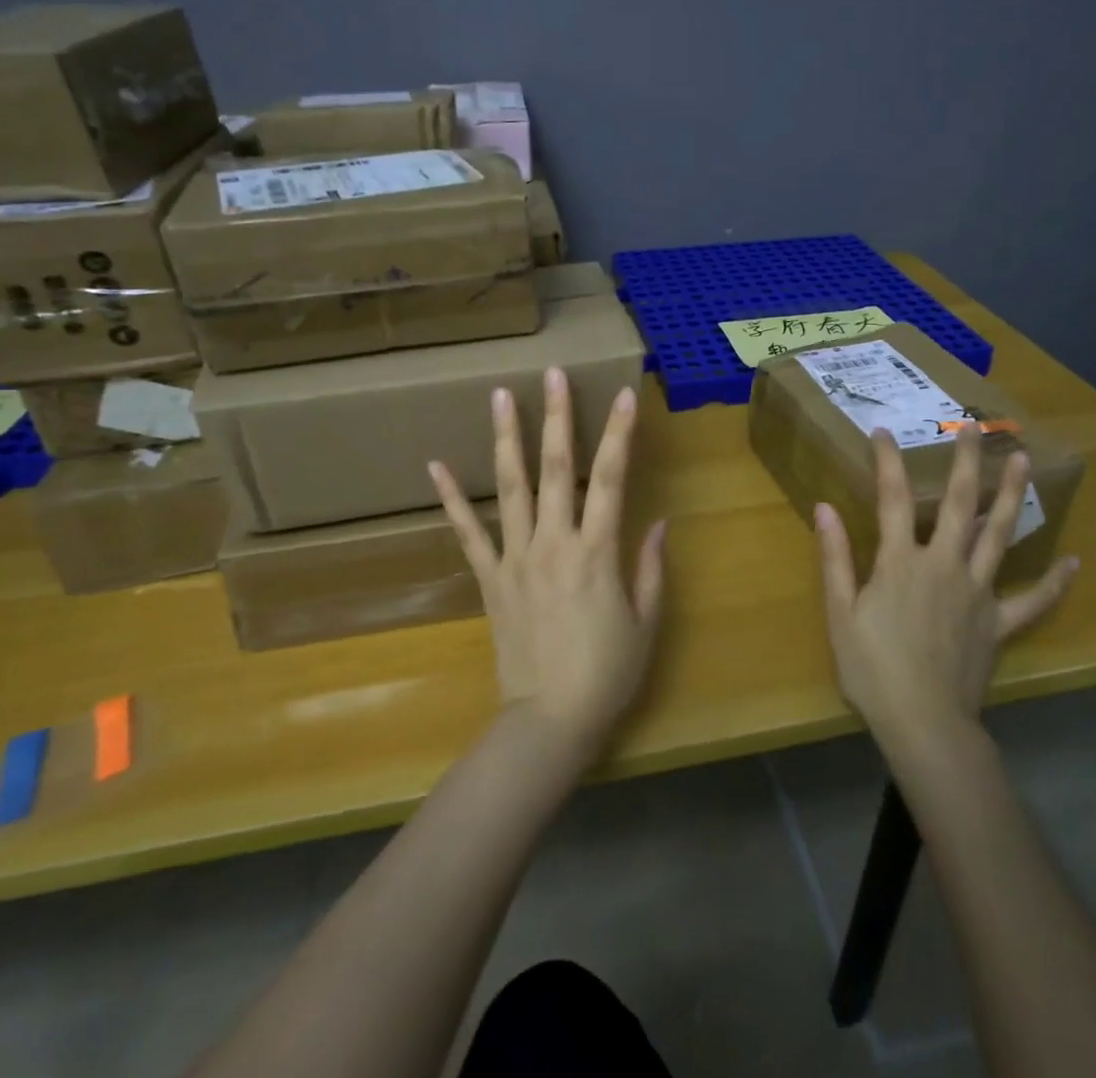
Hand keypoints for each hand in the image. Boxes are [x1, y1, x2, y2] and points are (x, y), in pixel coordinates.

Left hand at [429, 368, 666, 758]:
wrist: (549, 721)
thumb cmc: (607, 674)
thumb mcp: (646, 623)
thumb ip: (651, 568)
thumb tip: (659, 522)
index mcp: (597, 552)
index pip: (610, 479)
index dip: (618, 434)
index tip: (623, 395)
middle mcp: (554, 543)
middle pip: (556, 469)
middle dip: (557, 417)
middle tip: (552, 373)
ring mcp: (516, 558)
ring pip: (511, 488)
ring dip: (507, 439)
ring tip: (500, 396)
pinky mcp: (490, 578)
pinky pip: (468, 533)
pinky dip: (452, 499)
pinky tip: (435, 465)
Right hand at [815, 423, 1075, 751]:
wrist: (924, 723)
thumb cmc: (872, 667)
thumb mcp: (840, 612)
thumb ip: (835, 557)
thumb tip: (824, 507)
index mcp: (901, 562)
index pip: (893, 499)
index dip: (888, 462)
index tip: (883, 432)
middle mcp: (944, 565)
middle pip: (959, 504)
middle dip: (965, 462)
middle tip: (974, 426)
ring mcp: (978, 592)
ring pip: (999, 535)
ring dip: (1010, 496)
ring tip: (1021, 461)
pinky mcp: (999, 623)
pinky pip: (1033, 601)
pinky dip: (1054, 582)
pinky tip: (1073, 562)